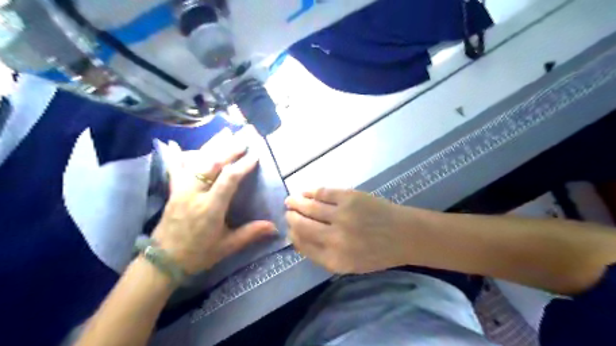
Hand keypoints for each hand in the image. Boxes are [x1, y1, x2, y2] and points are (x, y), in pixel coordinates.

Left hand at [152, 129, 276, 274]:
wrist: (163, 262)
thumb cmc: (198, 254)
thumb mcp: (227, 247)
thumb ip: (250, 234)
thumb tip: (275, 227)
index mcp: (210, 208)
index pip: (228, 179)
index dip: (242, 165)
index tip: (254, 155)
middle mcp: (194, 194)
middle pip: (211, 164)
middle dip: (229, 150)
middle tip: (243, 140)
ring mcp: (180, 190)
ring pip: (195, 161)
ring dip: (211, 147)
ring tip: (224, 135)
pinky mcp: (173, 190)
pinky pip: (176, 167)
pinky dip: (182, 155)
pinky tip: (186, 147)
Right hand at [286, 188, 415, 274]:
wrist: (404, 235)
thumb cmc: (377, 253)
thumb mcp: (349, 264)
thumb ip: (322, 254)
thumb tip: (297, 237)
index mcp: (334, 259)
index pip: (302, 245)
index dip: (292, 235)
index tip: (289, 229)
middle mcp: (335, 238)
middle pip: (302, 225)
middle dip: (291, 218)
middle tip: (288, 213)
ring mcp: (342, 215)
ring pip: (309, 206)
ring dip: (295, 202)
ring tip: (290, 200)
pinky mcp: (349, 197)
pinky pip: (322, 193)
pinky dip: (310, 192)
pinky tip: (305, 192)